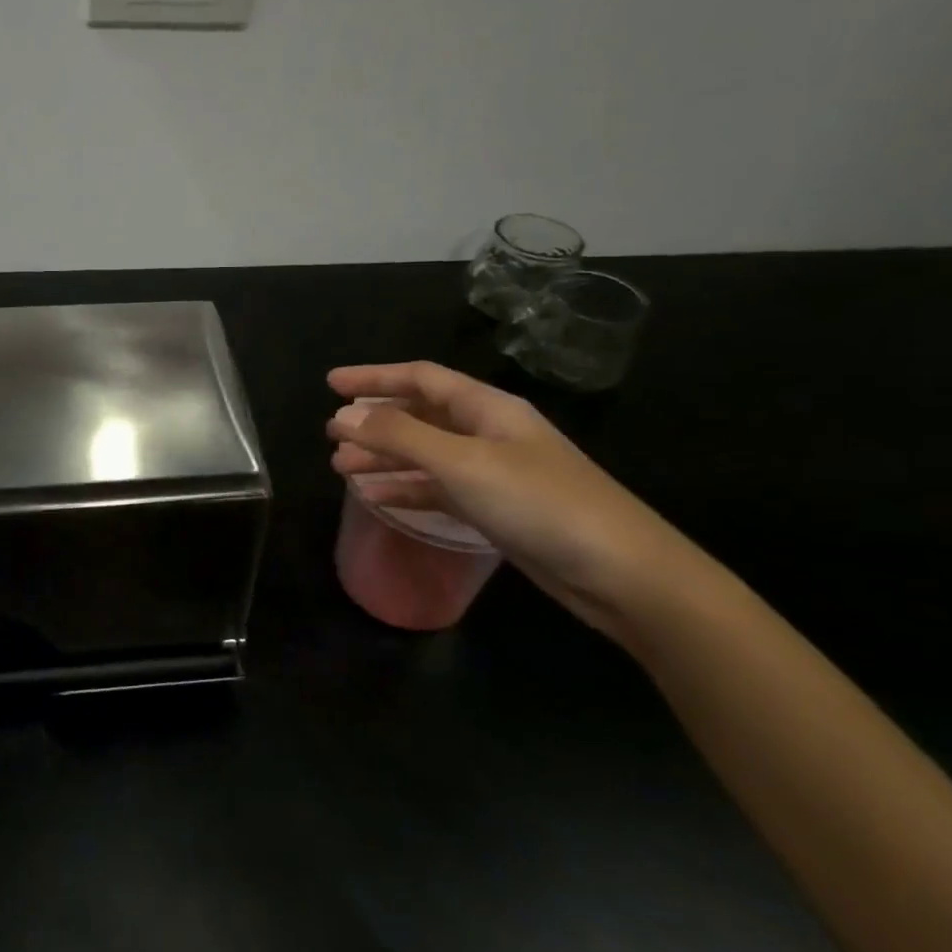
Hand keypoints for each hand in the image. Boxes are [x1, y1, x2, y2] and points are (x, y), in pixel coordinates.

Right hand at [327, 362, 706, 643]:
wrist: (621, 573)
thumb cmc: (540, 503)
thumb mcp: (463, 463)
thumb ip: (401, 436)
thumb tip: (344, 416)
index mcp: (487, 408)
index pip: (421, 378)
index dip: (374, 377)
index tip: (331, 384)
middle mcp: (488, 433)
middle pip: (421, 415)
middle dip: (375, 421)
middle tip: (331, 433)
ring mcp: (493, 473)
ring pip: (426, 455)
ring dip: (384, 457)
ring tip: (341, 467)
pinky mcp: (496, 509)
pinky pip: (439, 489)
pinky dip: (407, 490)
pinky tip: (377, 499)